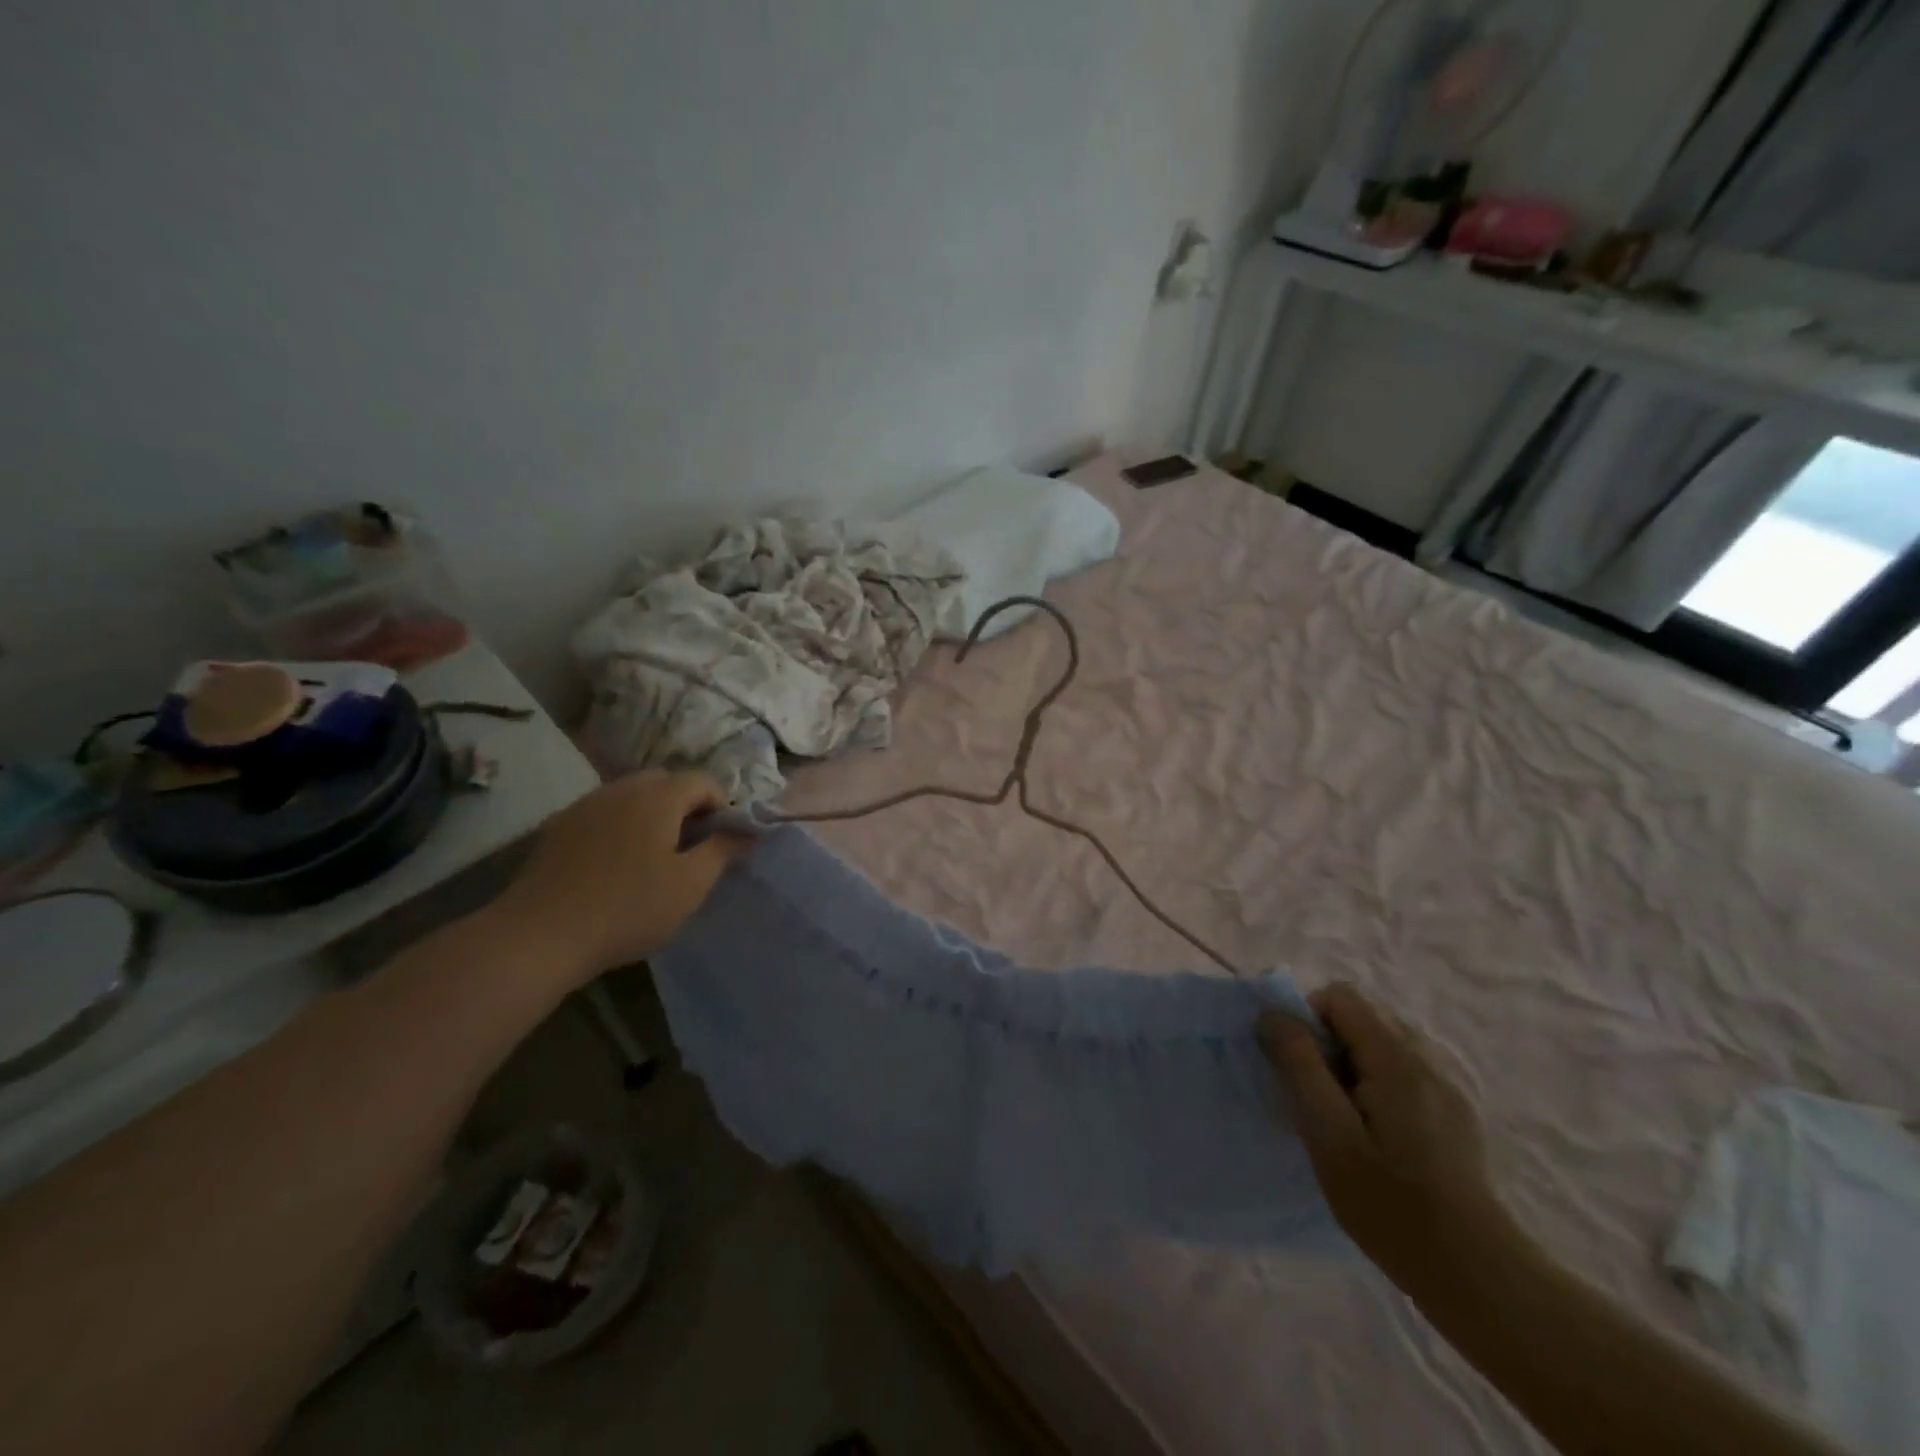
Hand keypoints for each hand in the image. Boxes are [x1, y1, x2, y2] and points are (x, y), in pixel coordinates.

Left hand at [488, 771, 748, 988]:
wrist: (539, 935)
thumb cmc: (629, 908)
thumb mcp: (690, 885)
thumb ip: (723, 851)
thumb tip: (747, 831)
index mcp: (658, 797)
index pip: (703, 781)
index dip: (721, 806)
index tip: (720, 842)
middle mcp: (621, 789)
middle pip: (665, 782)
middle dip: (685, 806)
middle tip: (689, 848)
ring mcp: (585, 804)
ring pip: (631, 795)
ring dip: (651, 814)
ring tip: (652, 856)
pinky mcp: (557, 826)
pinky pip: (602, 813)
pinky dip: (619, 825)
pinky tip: (613, 864)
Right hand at [1260, 983, 1513, 1294]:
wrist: (1477, 1277)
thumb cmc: (1390, 1206)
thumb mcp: (1329, 1136)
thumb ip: (1300, 1067)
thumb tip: (1273, 1014)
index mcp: (1396, 1059)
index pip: (1340, 997)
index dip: (1307, 1018)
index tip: (1295, 1066)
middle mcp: (1427, 1059)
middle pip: (1363, 1016)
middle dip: (1328, 1042)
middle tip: (1317, 1097)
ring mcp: (1447, 1086)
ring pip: (1383, 1043)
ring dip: (1351, 1063)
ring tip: (1344, 1117)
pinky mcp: (1455, 1113)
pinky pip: (1403, 1070)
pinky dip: (1377, 1083)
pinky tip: (1377, 1135)